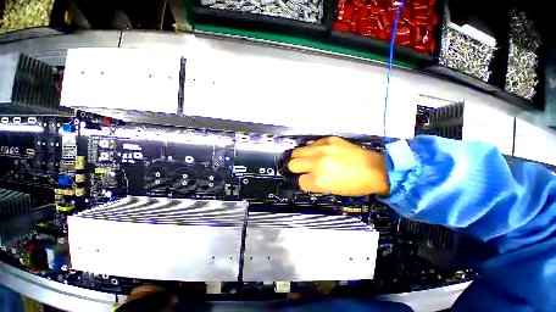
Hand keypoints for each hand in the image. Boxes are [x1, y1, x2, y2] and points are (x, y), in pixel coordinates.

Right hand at [287, 137, 388, 195]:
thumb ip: (314, 183)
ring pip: (297, 152)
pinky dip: (311, 151)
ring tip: (308, 160)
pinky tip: (320, 153)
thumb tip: (305, 177)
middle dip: (297, 169)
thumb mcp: (332, 190)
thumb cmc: (355, 184)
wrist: (375, 169)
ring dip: (300, 158)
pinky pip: (310, 145)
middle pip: (293, 164)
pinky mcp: (328, 139)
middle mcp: (318, 163)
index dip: (305, 182)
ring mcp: (322, 149)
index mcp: (320, 180)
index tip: (309, 181)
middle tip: (305, 170)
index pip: (300, 181)